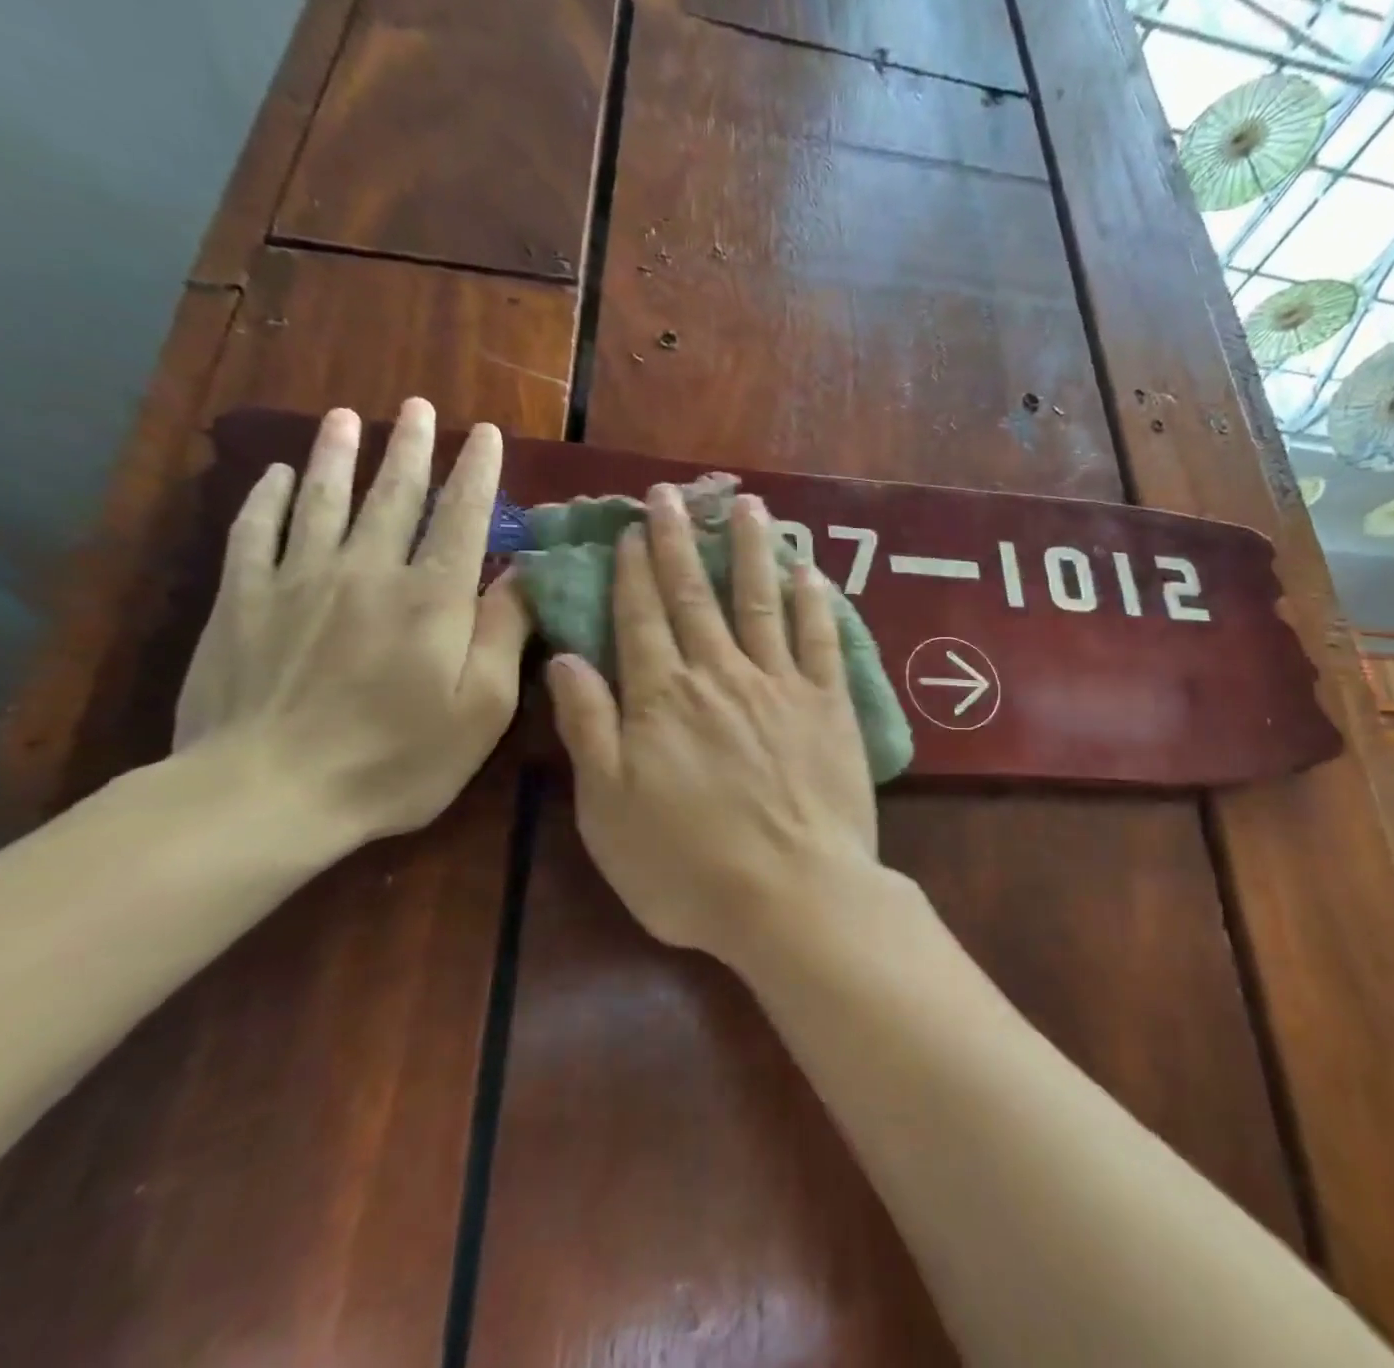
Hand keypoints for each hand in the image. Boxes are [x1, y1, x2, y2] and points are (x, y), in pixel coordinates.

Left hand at [174, 398, 529, 844]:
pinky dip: (268, 498)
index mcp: (432, 599)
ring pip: (323, 500)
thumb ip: (504, 634)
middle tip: (419, 406)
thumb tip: (524, 575)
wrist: (266, 794)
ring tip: (349, 417)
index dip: (478, 472)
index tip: (487, 434)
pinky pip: (254, 532)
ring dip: (340, 455)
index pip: (462, 518)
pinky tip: (278, 475)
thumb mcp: (481, 711)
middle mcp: (368, 571)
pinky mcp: (241, 601)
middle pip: (393, 496)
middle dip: (412, 448)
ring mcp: (298, 580)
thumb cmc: (395, 760)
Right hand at [545, 484, 879, 966]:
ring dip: (748, 550)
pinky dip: (813, 601)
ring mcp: (779, 685)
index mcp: (661, 699)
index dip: (634, 570)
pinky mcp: (829, 705)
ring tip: (744, 505)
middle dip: (679, 542)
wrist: (792, 897)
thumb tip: (565, 659)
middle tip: (671, 496)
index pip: (640, 618)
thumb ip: (588, 728)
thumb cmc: (688, 868)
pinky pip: (820, 639)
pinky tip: (806, 569)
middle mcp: (719, 676)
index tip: (632, 529)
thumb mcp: (608, 810)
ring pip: (759, 601)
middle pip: (694, 597)